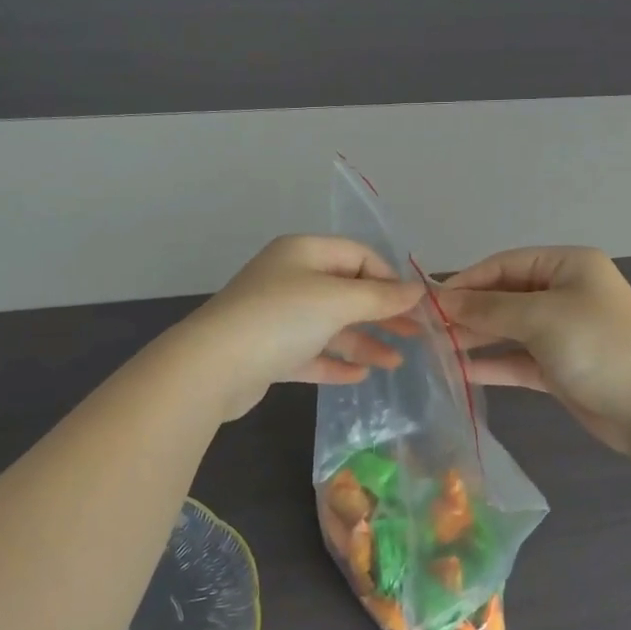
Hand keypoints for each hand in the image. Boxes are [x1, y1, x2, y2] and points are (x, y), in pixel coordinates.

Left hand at [182, 235, 424, 421]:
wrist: (212, 366)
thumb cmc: (280, 318)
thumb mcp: (337, 301)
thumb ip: (380, 297)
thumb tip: (418, 290)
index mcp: (303, 253)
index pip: (358, 256)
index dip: (389, 278)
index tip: (415, 306)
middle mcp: (290, 279)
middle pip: (346, 292)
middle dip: (381, 313)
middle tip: (416, 336)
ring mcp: (278, 316)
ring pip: (330, 325)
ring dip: (363, 341)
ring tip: (395, 363)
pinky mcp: (269, 352)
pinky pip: (311, 352)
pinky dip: (335, 361)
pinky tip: (360, 376)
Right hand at [436, 247, 630, 452]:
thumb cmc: (599, 346)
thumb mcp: (541, 318)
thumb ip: (488, 308)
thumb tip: (441, 300)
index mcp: (567, 266)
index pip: (503, 265)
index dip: (465, 281)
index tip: (428, 301)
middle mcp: (563, 293)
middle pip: (503, 296)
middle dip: (466, 311)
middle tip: (423, 328)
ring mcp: (562, 332)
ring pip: (507, 329)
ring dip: (473, 338)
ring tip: (433, 349)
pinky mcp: (559, 367)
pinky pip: (516, 359)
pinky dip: (491, 363)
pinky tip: (458, 371)